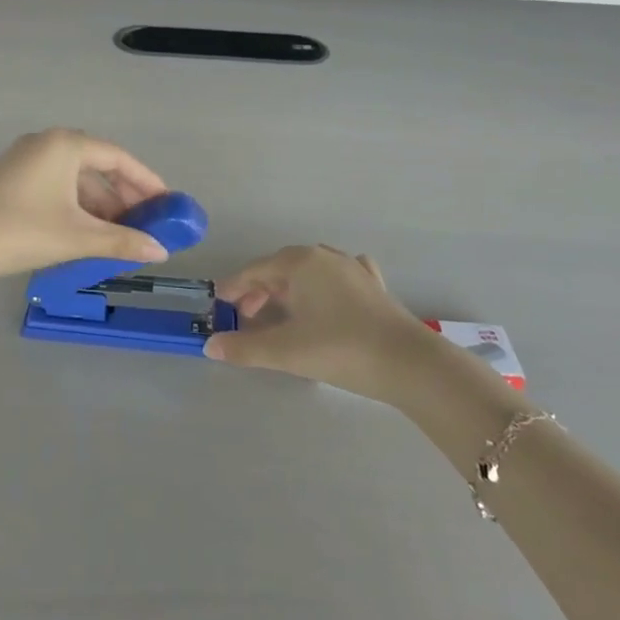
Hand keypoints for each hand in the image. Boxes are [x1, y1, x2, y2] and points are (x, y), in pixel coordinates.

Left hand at [0, 130, 170, 293]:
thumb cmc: (19, 232)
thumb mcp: (76, 237)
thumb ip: (122, 241)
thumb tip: (162, 251)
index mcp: (65, 145)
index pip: (118, 158)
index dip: (147, 181)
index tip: (168, 204)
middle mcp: (46, 143)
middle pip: (98, 165)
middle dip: (124, 195)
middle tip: (148, 222)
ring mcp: (25, 159)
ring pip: (75, 178)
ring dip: (100, 204)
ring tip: (120, 234)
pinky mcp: (11, 178)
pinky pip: (57, 186)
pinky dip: (77, 206)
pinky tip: (87, 232)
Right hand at [203, 245, 429, 397]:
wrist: (409, 363)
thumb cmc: (340, 349)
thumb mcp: (286, 351)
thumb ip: (245, 348)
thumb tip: (210, 346)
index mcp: (299, 262)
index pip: (255, 270)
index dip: (234, 288)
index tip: (220, 305)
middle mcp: (324, 256)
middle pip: (281, 268)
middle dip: (260, 290)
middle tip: (246, 317)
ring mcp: (352, 268)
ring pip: (309, 271)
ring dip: (289, 288)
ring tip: (280, 312)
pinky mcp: (373, 285)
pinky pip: (339, 276)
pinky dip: (323, 285)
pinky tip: (327, 295)